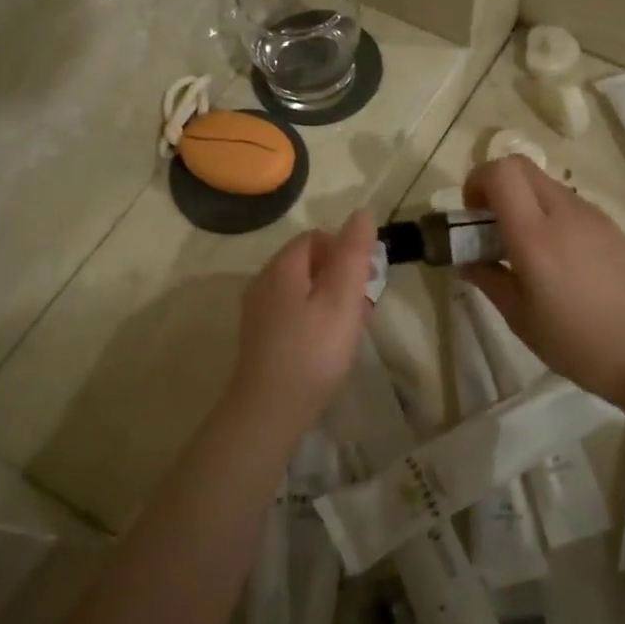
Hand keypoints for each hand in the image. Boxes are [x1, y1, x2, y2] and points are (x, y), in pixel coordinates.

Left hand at [224, 211, 377, 437]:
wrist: (270, 411)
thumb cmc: (313, 351)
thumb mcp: (342, 298)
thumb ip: (353, 253)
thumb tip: (362, 212)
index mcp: (282, 267)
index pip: (317, 238)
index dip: (345, 251)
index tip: (366, 281)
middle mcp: (263, 282)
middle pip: (309, 263)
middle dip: (340, 278)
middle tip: (361, 309)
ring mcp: (258, 312)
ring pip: (302, 290)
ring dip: (330, 301)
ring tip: (348, 330)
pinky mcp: (259, 337)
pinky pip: (292, 313)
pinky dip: (314, 319)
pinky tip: (327, 346)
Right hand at [460, 158, 624, 406]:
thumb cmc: (573, 341)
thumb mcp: (518, 316)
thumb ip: (487, 279)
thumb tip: (467, 260)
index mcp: (534, 237)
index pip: (501, 173)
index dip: (477, 182)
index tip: (472, 216)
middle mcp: (564, 213)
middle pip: (521, 166)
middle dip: (496, 185)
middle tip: (491, 225)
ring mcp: (591, 215)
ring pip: (545, 183)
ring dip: (524, 200)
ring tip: (525, 247)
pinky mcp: (610, 224)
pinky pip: (569, 203)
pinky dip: (549, 214)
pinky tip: (557, 257)